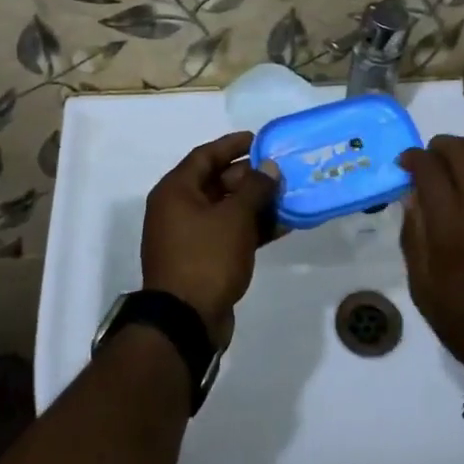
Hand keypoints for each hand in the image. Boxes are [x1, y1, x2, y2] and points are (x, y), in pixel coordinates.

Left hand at [142, 131, 277, 345]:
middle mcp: (177, 209)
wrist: (185, 322)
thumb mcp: (235, 217)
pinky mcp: (202, 260)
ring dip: (255, 203)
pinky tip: (281, 226)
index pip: (205, 156)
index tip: (260, 140)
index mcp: (176, 191)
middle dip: (250, 176)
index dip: (232, 145)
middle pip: (216, 182)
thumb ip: (255, 187)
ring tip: (287, 196)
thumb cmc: (206, 258)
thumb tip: (269, 167)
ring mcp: (188, 237)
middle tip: (280, 171)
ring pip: (225, 209)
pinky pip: (228, 233)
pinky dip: (251, 227)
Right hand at [400, 136, 463, 384]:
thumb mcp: (422, 287)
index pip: (429, 170)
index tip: (406, 162)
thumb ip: (414, 235)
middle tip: (431, 156)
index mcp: (451, 229)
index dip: (413, 158)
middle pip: (462, 153)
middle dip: (441, 146)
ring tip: (460, 158)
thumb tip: (412, 195)